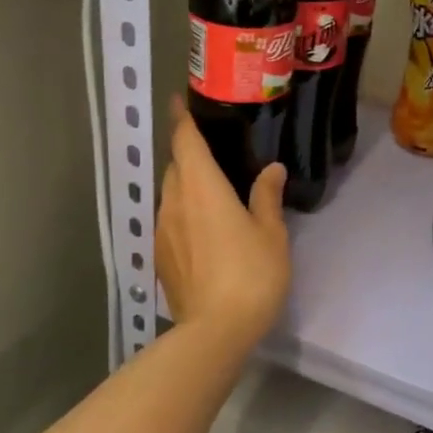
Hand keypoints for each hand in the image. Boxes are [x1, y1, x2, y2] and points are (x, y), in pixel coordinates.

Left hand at [156, 97, 291, 348]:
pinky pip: (169, 219)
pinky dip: (182, 211)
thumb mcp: (271, 234)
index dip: (181, 119)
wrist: (215, 331)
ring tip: (210, 190)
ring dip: (185, 185)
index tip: (180, 102)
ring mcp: (162, 230)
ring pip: (169, 194)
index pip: (185, 141)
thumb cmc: (250, 274)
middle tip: (213, 152)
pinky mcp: (160, 256)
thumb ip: (267, 197)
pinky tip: (203, 228)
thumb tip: (272, 170)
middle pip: (175, 166)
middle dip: (187, 154)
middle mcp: (174, 201)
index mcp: (202, 187)